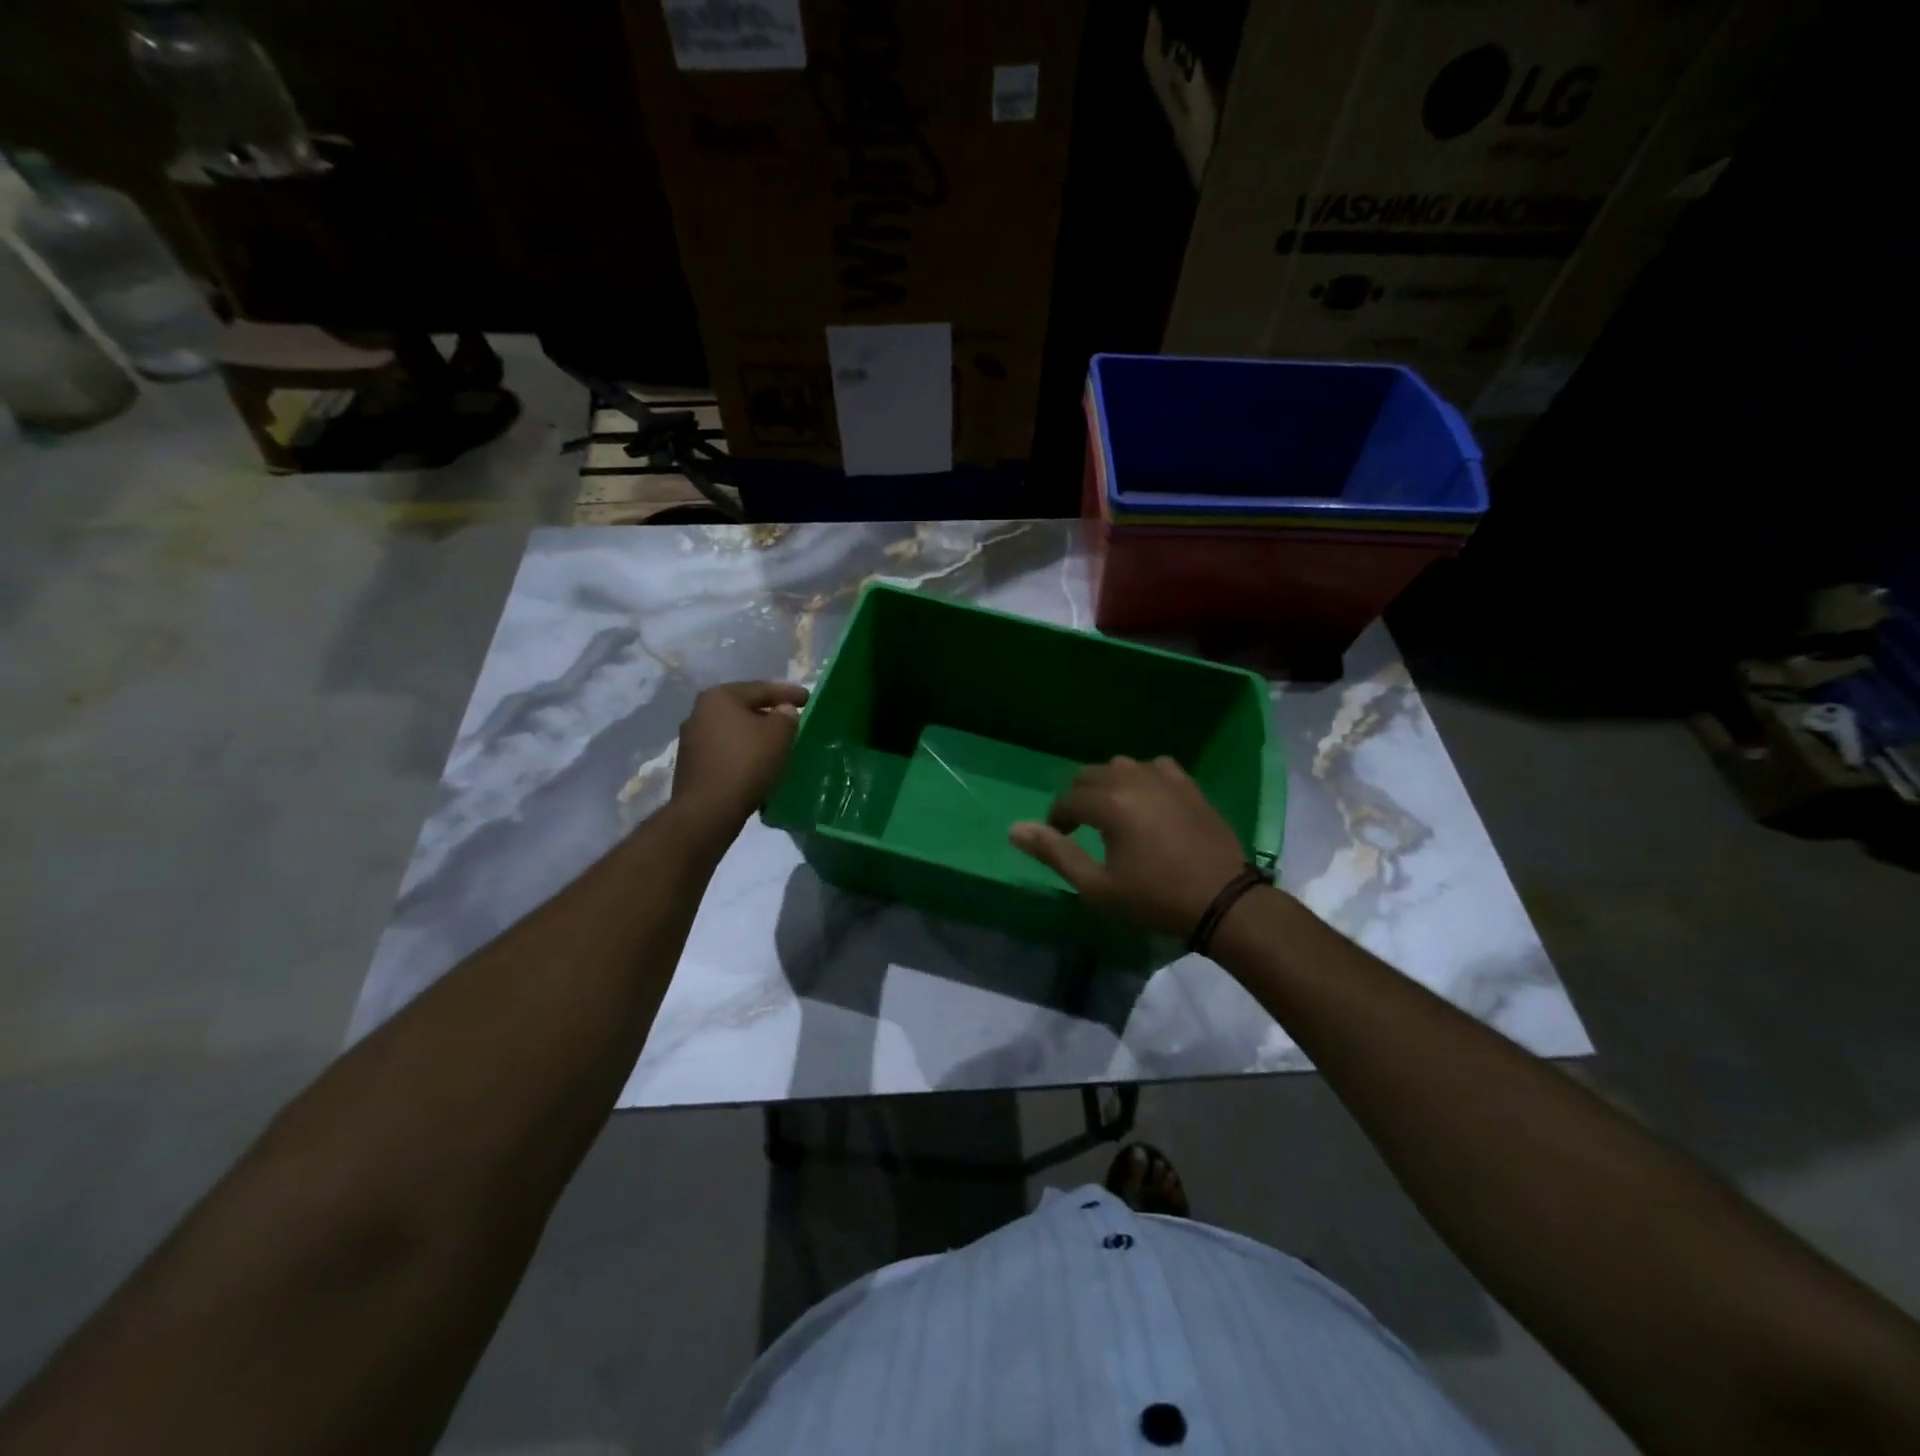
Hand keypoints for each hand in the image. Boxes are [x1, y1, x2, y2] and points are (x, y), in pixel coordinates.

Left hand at [671, 681, 809, 829]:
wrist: (708, 809)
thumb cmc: (746, 763)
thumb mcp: (778, 734)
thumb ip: (786, 716)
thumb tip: (783, 711)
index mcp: (719, 697)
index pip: (761, 688)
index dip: (788, 693)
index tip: (809, 699)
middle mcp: (699, 712)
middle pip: (744, 708)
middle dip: (769, 713)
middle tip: (792, 719)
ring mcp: (691, 740)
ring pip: (733, 730)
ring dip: (755, 734)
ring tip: (777, 743)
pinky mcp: (692, 765)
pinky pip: (725, 751)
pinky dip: (743, 752)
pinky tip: (758, 762)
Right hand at [1010, 756, 1248, 938]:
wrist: (1222, 902)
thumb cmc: (1154, 899)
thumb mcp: (1097, 887)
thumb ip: (1055, 854)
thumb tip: (1014, 828)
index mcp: (1109, 804)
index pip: (1068, 800)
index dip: (1057, 819)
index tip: (1060, 838)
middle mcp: (1134, 780)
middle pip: (1091, 775)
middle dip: (1079, 798)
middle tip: (1082, 827)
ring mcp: (1166, 779)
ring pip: (1122, 766)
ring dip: (1109, 784)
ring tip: (1113, 812)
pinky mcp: (1189, 785)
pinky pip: (1157, 766)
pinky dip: (1143, 777)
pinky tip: (1148, 800)